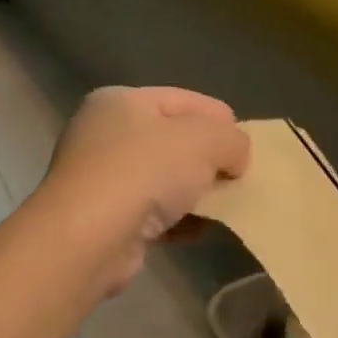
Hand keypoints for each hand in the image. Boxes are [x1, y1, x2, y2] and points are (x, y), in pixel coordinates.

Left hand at [35, 86, 251, 294]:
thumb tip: (235, 157)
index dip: (219, 118)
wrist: (88, 238)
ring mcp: (99, 178)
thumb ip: (232, 140)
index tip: (248, 143)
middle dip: (208, 158)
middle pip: (172, 140)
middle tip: (239, 176)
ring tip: (226, 206)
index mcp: (120, 101)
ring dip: (195, 193)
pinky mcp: (103, 219)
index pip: (182, 99)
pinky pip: (151, 213)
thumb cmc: (144, 171)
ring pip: (163, 179)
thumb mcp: (204, 140)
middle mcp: (103, 134)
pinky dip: (177, 221)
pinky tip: (200, 231)